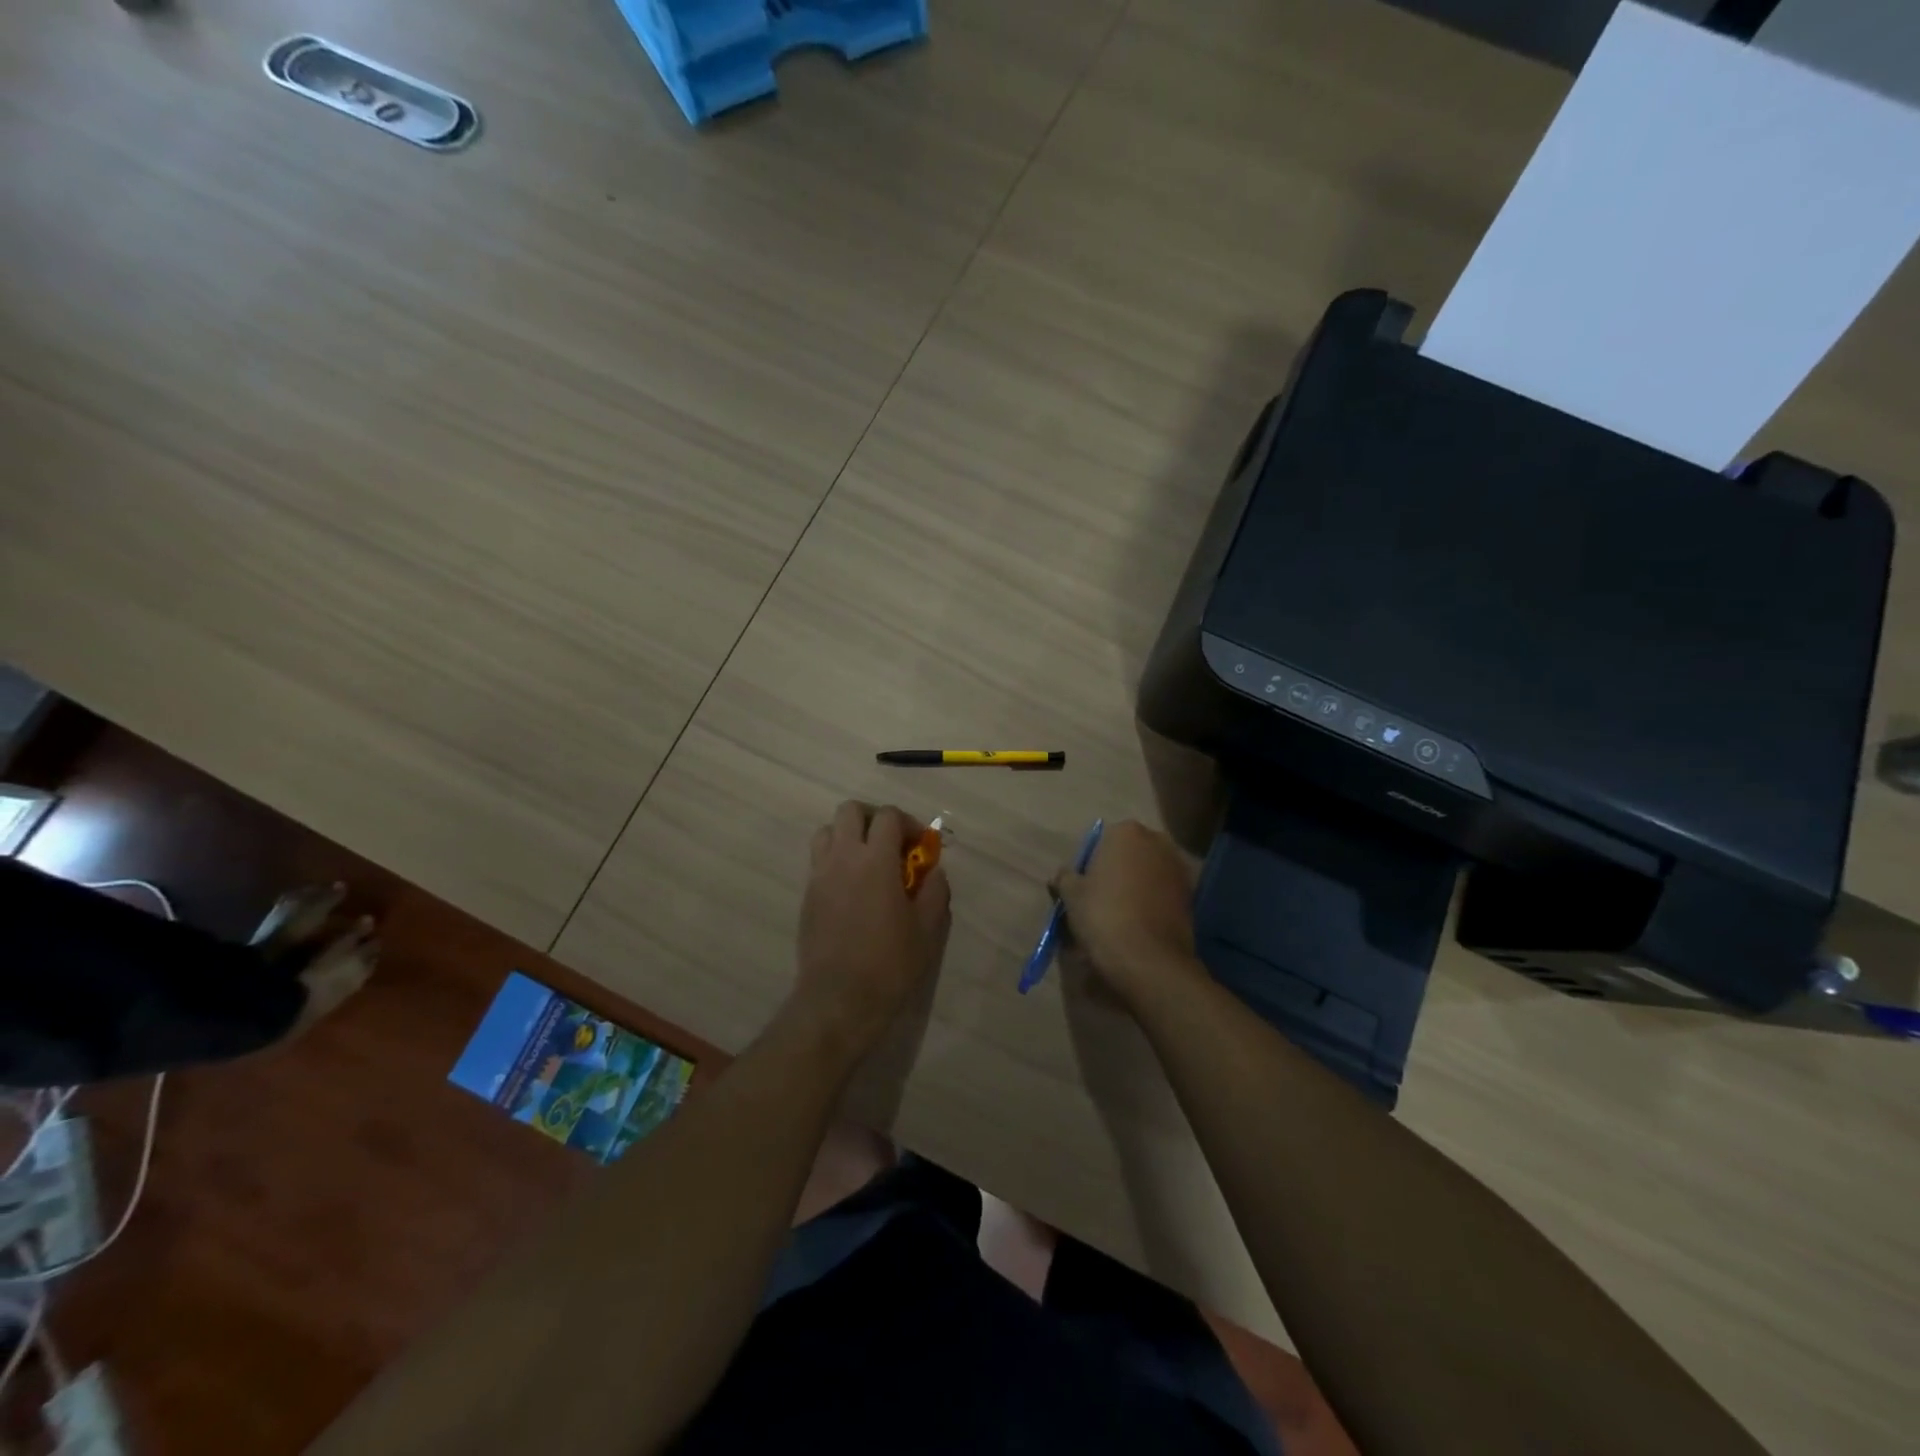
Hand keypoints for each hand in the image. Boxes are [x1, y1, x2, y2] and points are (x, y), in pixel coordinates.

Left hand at [794, 802, 951, 1058]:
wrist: (839, 999)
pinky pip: (819, 859)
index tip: (920, 846)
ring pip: (828, 831)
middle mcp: (843, 858)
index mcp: (876, 861)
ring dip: (850, 835)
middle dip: (874, 819)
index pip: (888, 817)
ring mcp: (819, 875)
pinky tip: (853, 887)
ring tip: (868, 861)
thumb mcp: (928, 927)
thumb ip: (934, 889)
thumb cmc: (889, 963)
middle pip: (850, 811)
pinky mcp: (807, 894)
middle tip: (892, 844)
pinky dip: (836, 858)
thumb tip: (933, 870)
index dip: (908, 823)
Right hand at [1050, 820, 1204, 1010]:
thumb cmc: (1103, 915)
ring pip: (1149, 873)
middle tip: (1101, 900)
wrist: (1148, 959)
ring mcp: (1179, 867)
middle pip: (1130, 853)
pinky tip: (1140, 925)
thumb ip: (1065, 878)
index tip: (1084, 887)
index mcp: (1126, 832)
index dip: (1091, 864)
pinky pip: (1163, 892)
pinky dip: (1153, 902)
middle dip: (1118, 871)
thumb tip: (1062, 875)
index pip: (1102, 841)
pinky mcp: (1192, 895)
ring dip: (1137, 886)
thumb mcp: (1071, 895)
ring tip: (1121, 916)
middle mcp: (1157, 841)